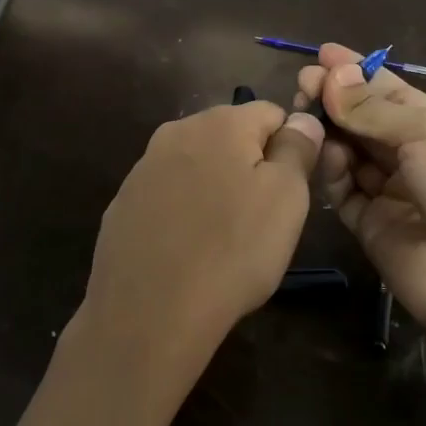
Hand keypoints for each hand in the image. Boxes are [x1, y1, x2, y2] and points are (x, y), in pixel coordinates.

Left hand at [69, 100, 324, 407]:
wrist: (150, 312)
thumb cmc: (233, 250)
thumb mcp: (287, 198)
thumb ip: (297, 148)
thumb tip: (302, 118)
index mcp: (220, 122)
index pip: (271, 113)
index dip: (289, 148)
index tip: (289, 192)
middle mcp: (176, 131)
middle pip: (230, 136)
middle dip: (249, 166)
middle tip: (260, 218)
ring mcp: (143, 167)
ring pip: (197, 165)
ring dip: (215, 188)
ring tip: (222, 238)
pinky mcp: (123, 203)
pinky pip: (167, 195)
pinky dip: (182, 212)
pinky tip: (186, 249)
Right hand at [299, 44, 425, 397]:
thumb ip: (373, 108)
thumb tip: (332, 75)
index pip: (390, 91)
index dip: (358, 72)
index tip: (322, 53)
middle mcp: (411, 156)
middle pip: (364, 119)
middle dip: (336, 97)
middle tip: (303, 81)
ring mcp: (389, 191)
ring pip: (349, 151)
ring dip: (329, 129)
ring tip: (304, 109)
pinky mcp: (368, 224)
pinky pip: (343, 188)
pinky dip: (332, 169)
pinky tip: (325, 152)